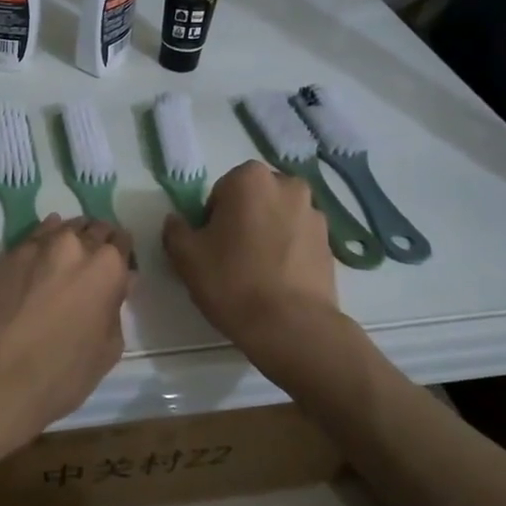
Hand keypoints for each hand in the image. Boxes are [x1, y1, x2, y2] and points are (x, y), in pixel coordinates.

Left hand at [0, 215, 134, 456]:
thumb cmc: (63, 372)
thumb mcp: (108, 348)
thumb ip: (115, 308)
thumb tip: (115, 287)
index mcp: (106, 266)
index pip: (121, 241)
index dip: (121, 253)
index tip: (117, 265)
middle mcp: (72, 245)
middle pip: (91, 228)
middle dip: (95, 241)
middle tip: (91, 262)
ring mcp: (34, 246)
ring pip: (58, 228)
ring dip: (66, 239)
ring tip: (63, 258)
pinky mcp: (3, 256)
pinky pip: (29, 242)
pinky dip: (38, 247)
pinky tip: (36, 261)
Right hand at [163, 160, 335, 345]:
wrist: (291, 327)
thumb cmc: (233, 282)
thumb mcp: (185, 256)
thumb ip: (175, 229)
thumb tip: (177, 222)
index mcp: (251, 179)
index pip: (220, 190)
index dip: (211, 218)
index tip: (211, 245)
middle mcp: (288, 186)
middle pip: (253, 199)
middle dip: (242, 219)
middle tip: (230, 256)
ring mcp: (314, 214)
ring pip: (278, 218)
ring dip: (266, 234)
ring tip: (256, 272)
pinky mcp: (330, 243)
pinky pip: (298, 239)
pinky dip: (287, 251)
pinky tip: (277, 281)